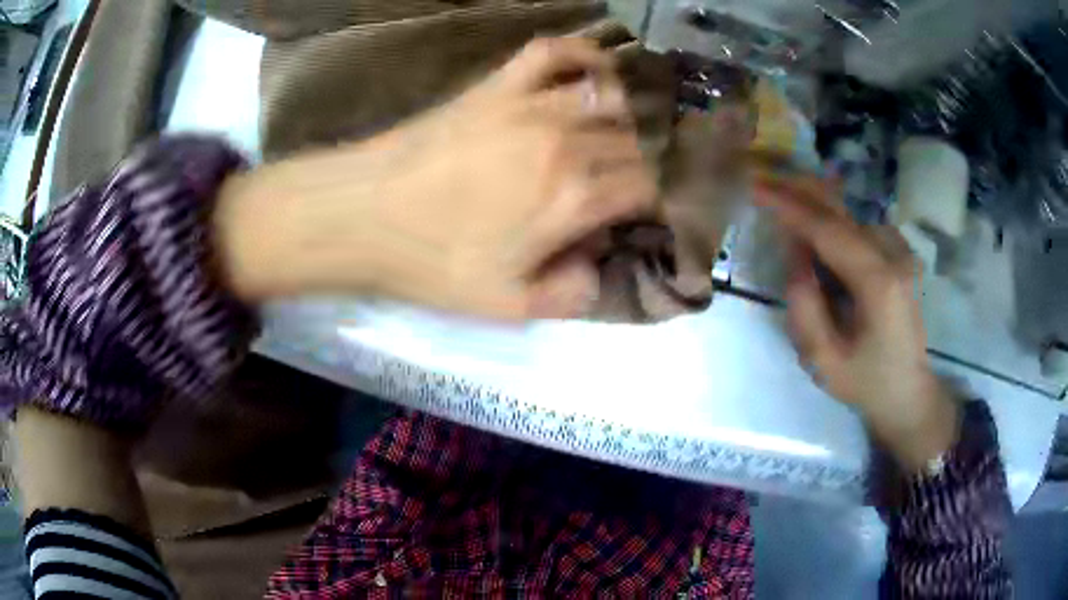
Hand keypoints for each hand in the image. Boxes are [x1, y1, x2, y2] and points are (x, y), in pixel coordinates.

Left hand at [214, 38, 656, 319]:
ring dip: (626, 117)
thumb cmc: (430, 263)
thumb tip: (598, 272)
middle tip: (630, 185)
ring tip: (623, 134)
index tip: (643, 218)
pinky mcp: (499, 85)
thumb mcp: (506, 306)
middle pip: (633, 144)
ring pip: (609, 98)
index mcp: (574, 197)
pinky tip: (594, 68)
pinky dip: (583, 54)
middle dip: (641, 167)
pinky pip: (553, 52)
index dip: (653, 204)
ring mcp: (532, 104)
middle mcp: (567, 141)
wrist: (361, 214)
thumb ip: (569, 295)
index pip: (644, 189)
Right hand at [755, 175, 958, 471]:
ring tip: (785, 200)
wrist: (910, 393)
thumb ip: (805, 307)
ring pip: (852, 216)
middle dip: (802, 192)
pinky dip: (836, 221)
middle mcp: (895, 257)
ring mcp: (903, 254)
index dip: (791, 207)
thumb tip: (795, 256)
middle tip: (766, 179)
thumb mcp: (825, 361)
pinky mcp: (903, 256)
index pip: (829, 232)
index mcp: (879, 285)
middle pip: (843, 212)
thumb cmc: (867, 384)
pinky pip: (862, 227)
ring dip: (817, 206)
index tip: (758, 188)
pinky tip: (819, 227)